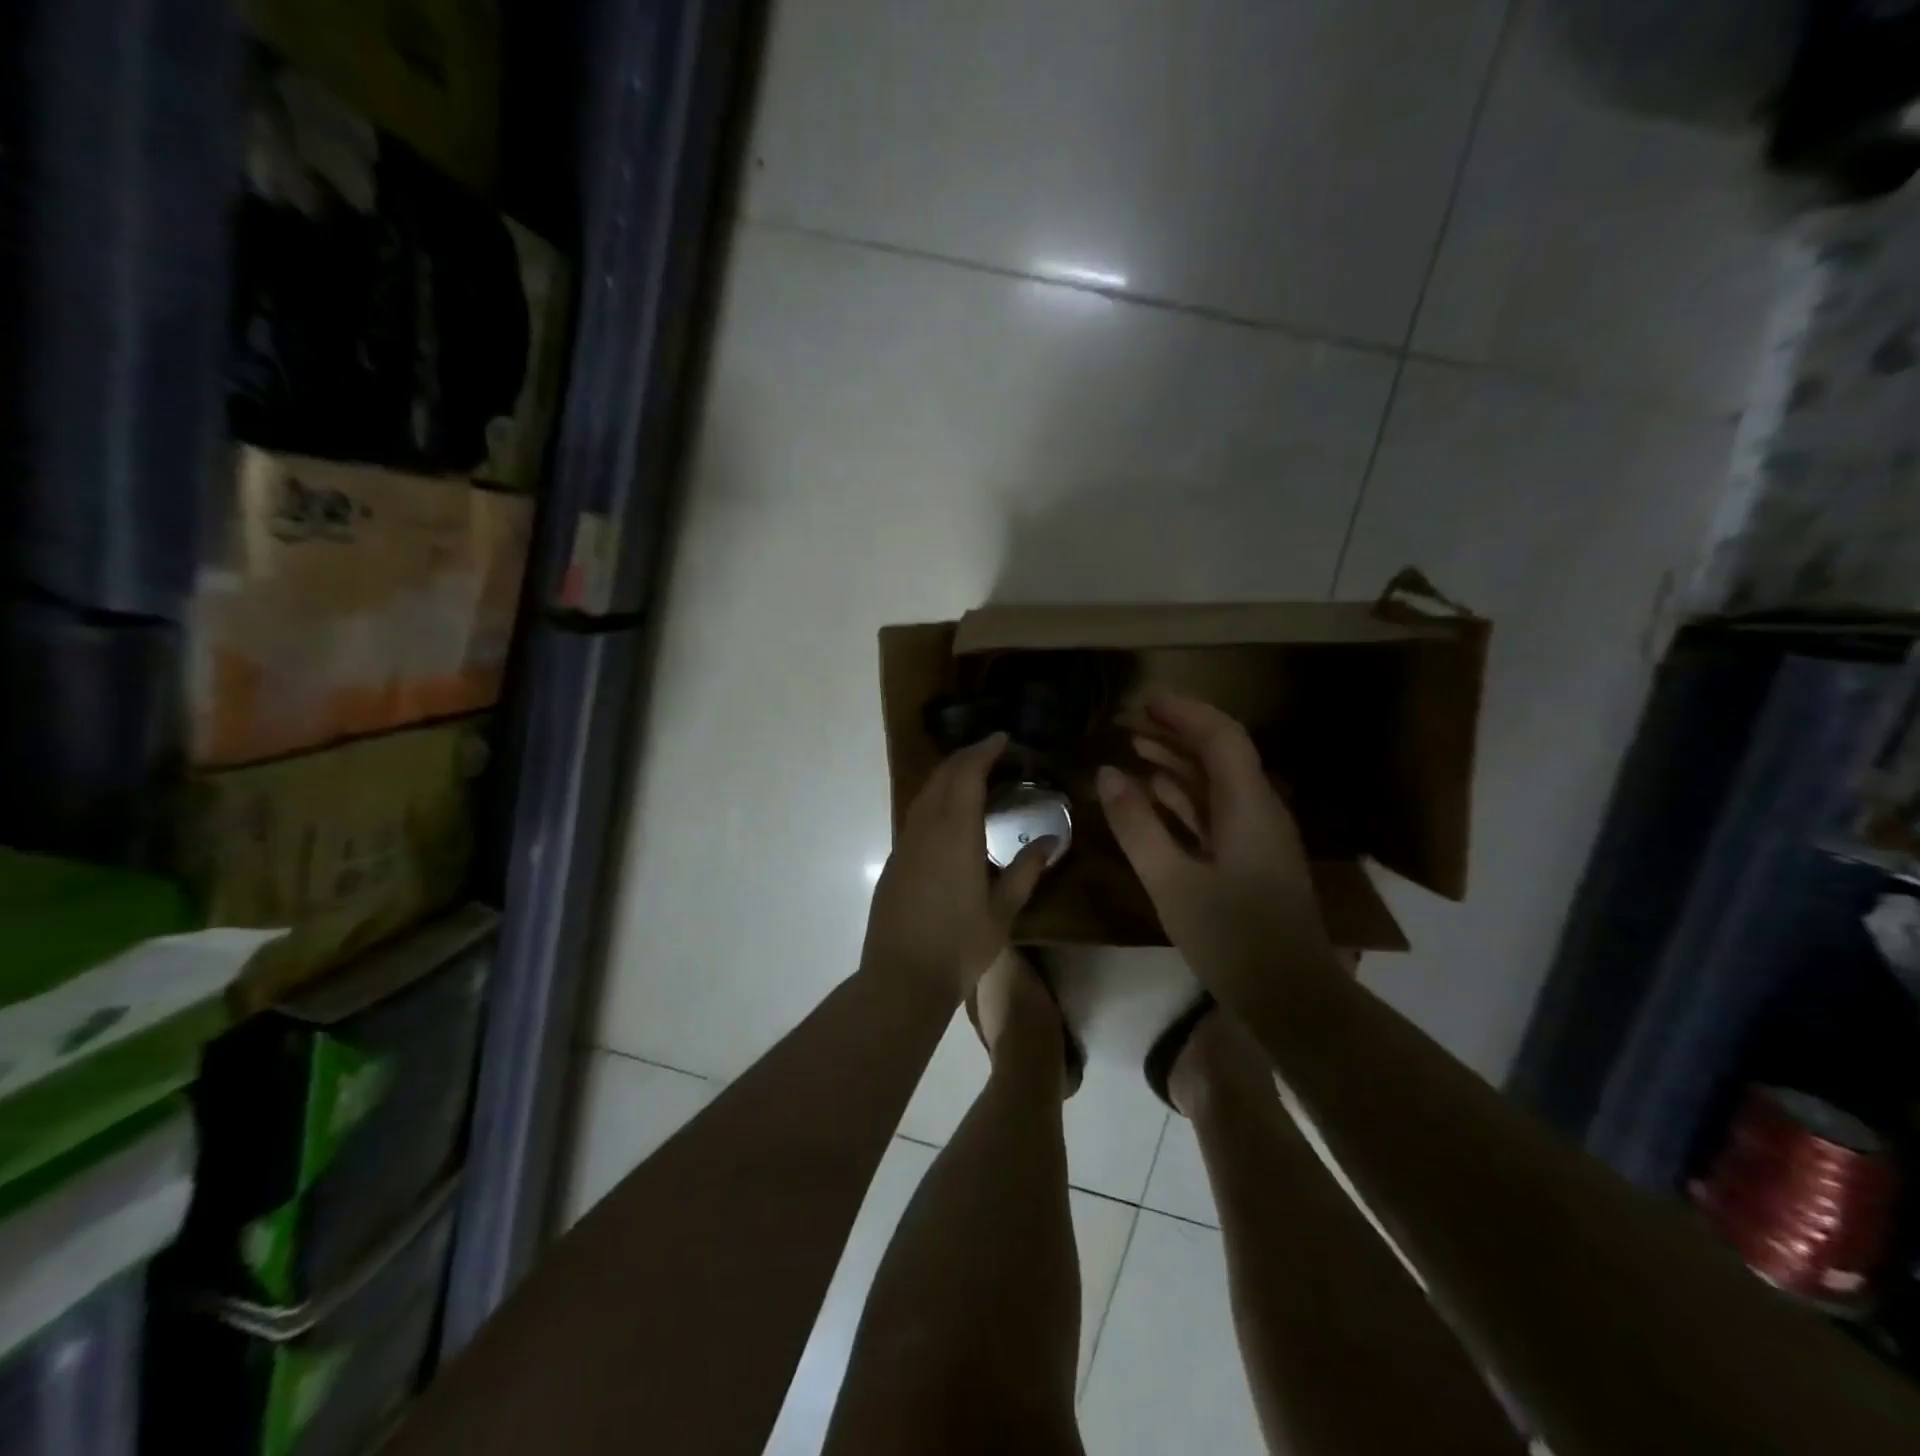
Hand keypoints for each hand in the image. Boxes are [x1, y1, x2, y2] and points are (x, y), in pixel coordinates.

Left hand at [861, 733, 1056, 998]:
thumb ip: (1026, 871)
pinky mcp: (895, 860)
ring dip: (948, 776)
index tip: (1003, 738)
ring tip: (974, 775)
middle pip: (942, 776)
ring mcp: (905, 843)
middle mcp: (925, 829)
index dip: (984, 751)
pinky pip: (916, 813)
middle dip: (966, 757)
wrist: (902, 978)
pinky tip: (950, 813)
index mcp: (955, 834)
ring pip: (925, 793)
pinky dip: (936, 798)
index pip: (966, 775)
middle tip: (992, 751)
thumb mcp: (1003, 911)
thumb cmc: (959, 946)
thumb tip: (1051, 842)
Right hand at [1097, 693, 1337, 994]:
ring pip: (1216, 782)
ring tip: (1133, 747)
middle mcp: (1259, 809)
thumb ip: (1137, 824)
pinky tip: (1154, 792)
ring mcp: (1257, 836)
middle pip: (1220, 754)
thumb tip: (1107, 772)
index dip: (1185, 712)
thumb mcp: (1171, 881)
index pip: (1222, 737)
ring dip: (1177, 761)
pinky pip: (1215, 811)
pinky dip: (1184, 795)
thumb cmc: (1231, 937)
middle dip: (1176, 731)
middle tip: (1129, 721)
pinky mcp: (1250, 859)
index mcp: (1248, 805)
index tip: (1145, 700)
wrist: (1291, 997)